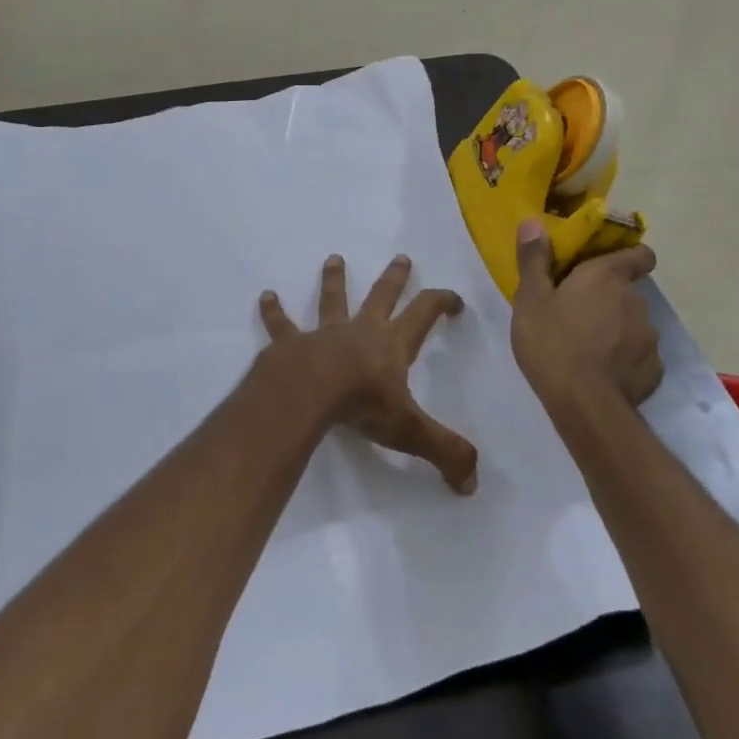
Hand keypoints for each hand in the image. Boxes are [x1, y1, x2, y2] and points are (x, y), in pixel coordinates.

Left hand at [259, 255, 477, 493]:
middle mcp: (360, 331)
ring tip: (333, 258)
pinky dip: (273, 311)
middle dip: (394, 278)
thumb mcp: (410, 431)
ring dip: (334, 280)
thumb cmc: (361, 405)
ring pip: (332, 300)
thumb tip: (472, 482)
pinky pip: (281, 324)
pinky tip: (265, 296)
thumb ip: (444, 452)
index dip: (442, 302)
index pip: (424, 314)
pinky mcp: (291, 343)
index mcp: (392, 345)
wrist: (307, 393)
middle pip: (382, 296)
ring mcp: (324, 333)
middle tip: (401, 257)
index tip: (454, 299)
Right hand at [511, 221, 662, 407]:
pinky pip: (640, 358)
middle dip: (610, 300)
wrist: (584, 404)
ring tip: (590, 349)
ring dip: (618, 331)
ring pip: (635, 326)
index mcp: (607, 277)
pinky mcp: (654, 370)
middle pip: (629, 292)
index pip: (640, 255)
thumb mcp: (531, 299)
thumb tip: (533, 222)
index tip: (609, 267)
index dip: (630, 257)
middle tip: (579, 315)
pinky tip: (604, 374)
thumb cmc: (552, 343)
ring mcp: (649, 337)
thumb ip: (534, 260)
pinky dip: (626, 361)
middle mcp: (636, 301)